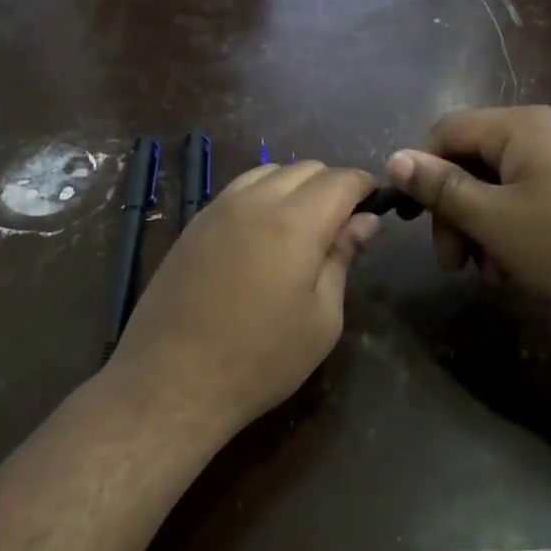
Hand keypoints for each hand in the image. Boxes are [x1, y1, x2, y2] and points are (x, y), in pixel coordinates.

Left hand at [107, 160, 379, 437]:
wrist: (172, 380)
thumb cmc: (261, 359)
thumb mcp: (321, 318)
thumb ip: (342, 259)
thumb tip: (365, 221)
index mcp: (294, 223)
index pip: (340, 180)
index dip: (365, 186)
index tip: (377, 205)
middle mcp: (254, 202)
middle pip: (304, 169)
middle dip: (332, 186)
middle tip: (343, 225)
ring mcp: (217, 210)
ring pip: (267, 172)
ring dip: (295, 187)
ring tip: (303, 227)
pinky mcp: (193, 227)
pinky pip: (237, 191)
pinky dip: (262, 196)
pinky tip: (263, 234)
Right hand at [386, 106, 550, 341]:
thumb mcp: (494, 222)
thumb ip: (442, 188)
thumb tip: (396, 159)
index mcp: (523, 125)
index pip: (448, 130)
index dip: (422, 172)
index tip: (417, 223)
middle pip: (478, 157)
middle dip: (457, 210)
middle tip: (456, 264)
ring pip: (508, 180)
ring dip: (486, 223)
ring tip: (493, 272)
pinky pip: (541, 189)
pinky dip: (519, 221)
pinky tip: (524, 263)